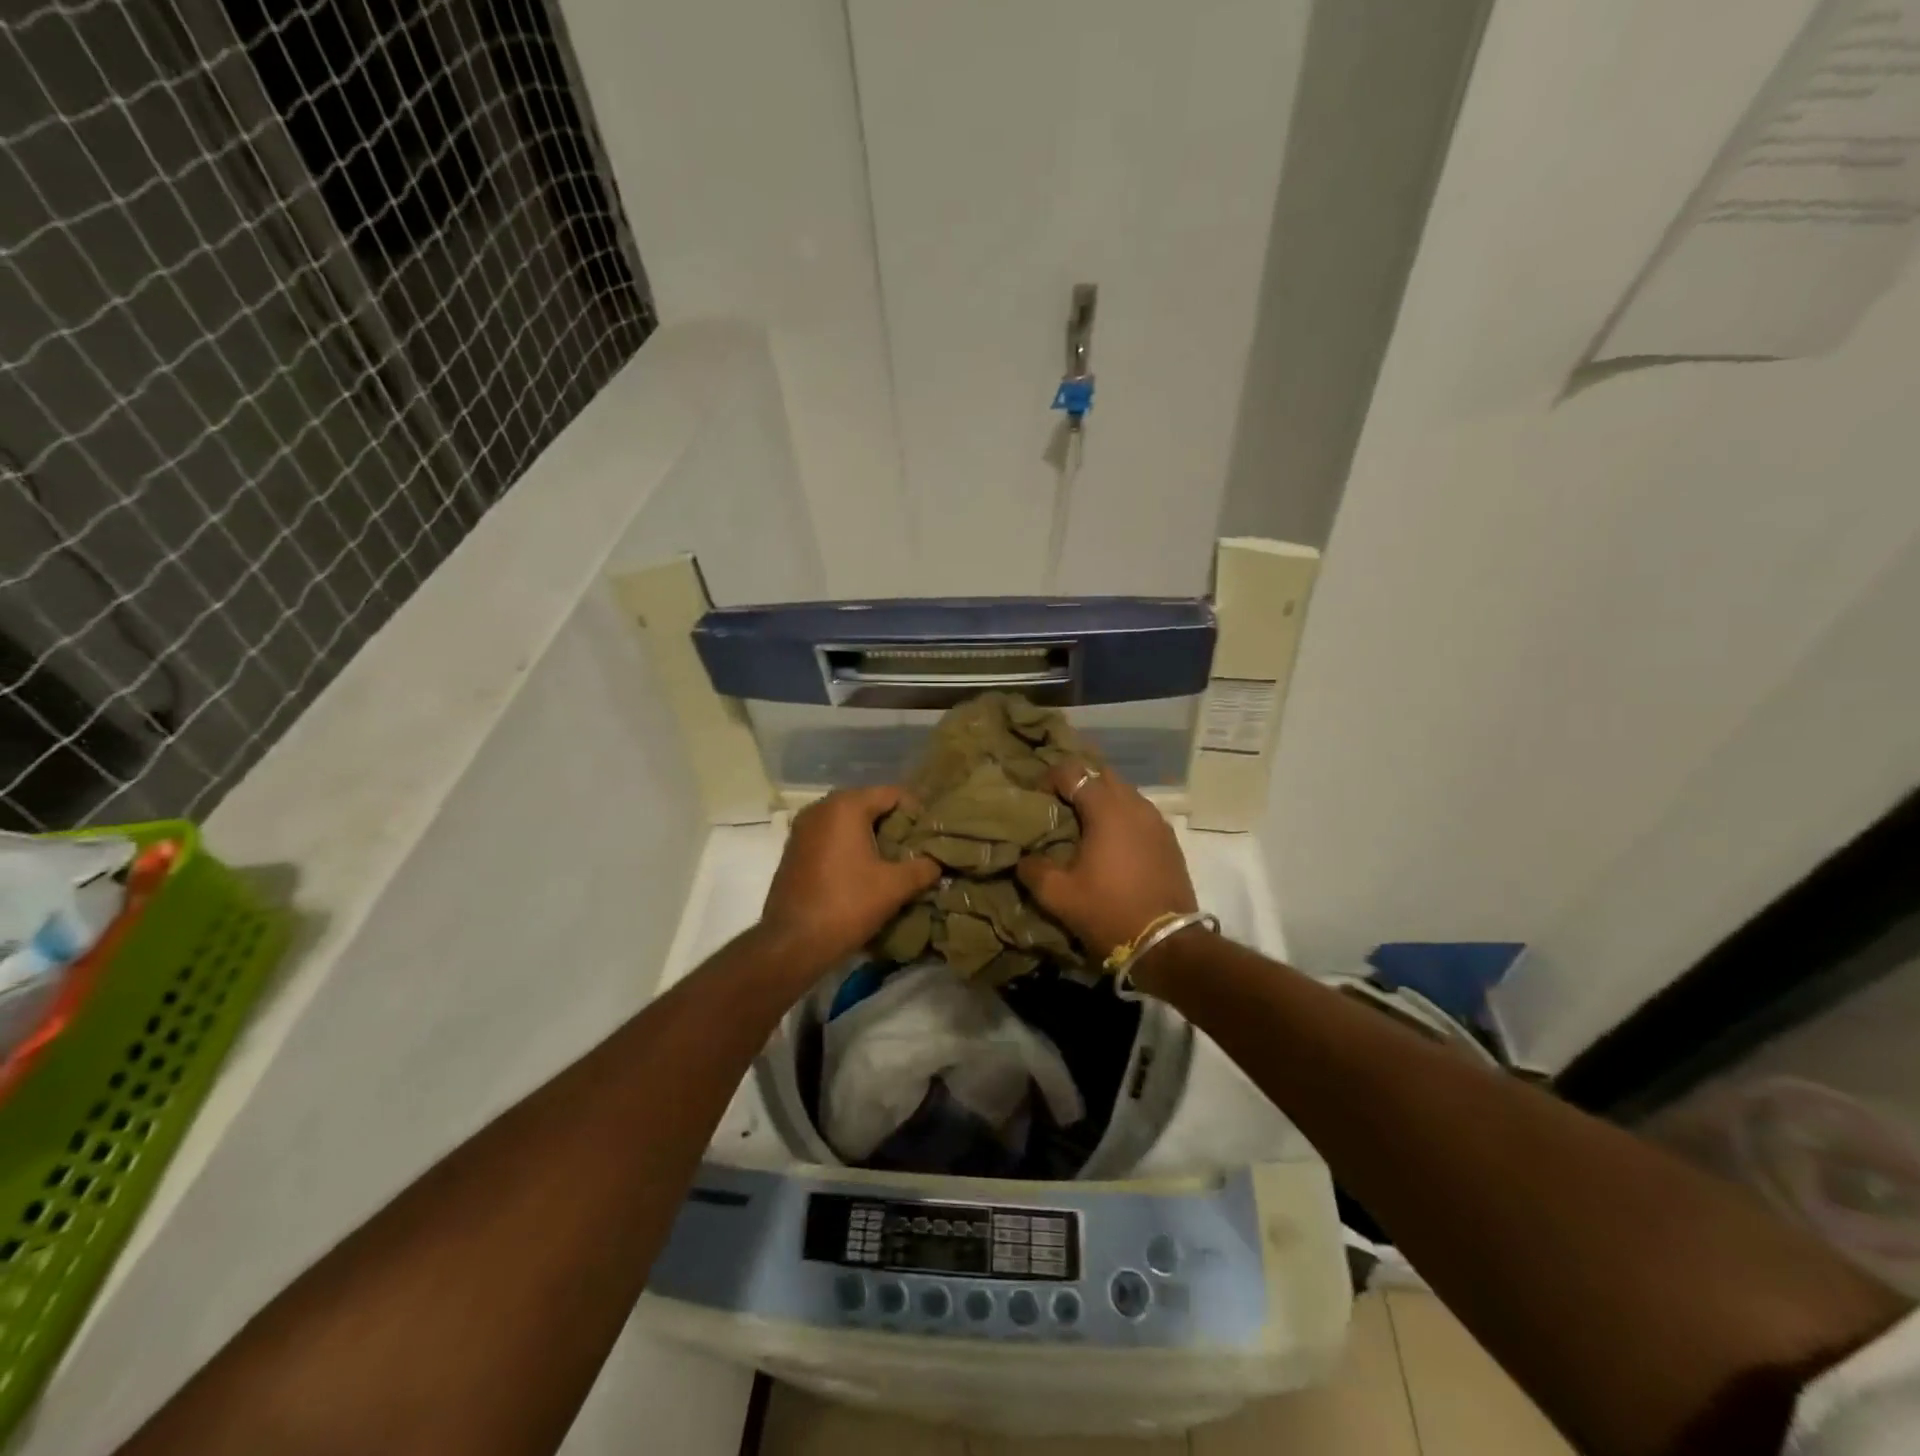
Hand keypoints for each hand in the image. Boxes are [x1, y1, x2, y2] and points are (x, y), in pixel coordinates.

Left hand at [760, 786, 939, 973]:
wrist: (792, 943)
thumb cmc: (847, 905)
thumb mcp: (895, 887)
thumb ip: (923, 868)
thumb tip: (937, 863)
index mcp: (846, 806)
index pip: (893, 794)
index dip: (917, 812)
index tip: (931, 835)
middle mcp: (821, 807)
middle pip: (870, 804)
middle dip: (894, 824)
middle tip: (916, 848)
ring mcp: (803, 828)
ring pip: (849, 821)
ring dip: (872, 836)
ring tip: (894, 861)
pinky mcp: (794, 849)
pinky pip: (831, 836)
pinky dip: (850, 846)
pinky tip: (864, 870)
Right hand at [1016, 760, 1196, 959]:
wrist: (1166, 945)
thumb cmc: (1109, 912)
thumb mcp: (1058, 895)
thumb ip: (1034, 869)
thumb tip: (1024, 858)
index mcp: (1106, 810)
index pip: (1073, 772)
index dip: (1050, 779)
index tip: (1037, 799)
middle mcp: (1135, 805)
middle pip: (1102, 775)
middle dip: (1079, 783)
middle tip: (1059, 807)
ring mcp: (1157, 822)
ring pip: (1124, 793)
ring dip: (1103, 801)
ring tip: (1084, 825)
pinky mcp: (1169, 841)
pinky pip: (1140, 814)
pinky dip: (1122, 818)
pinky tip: (1111, 843)